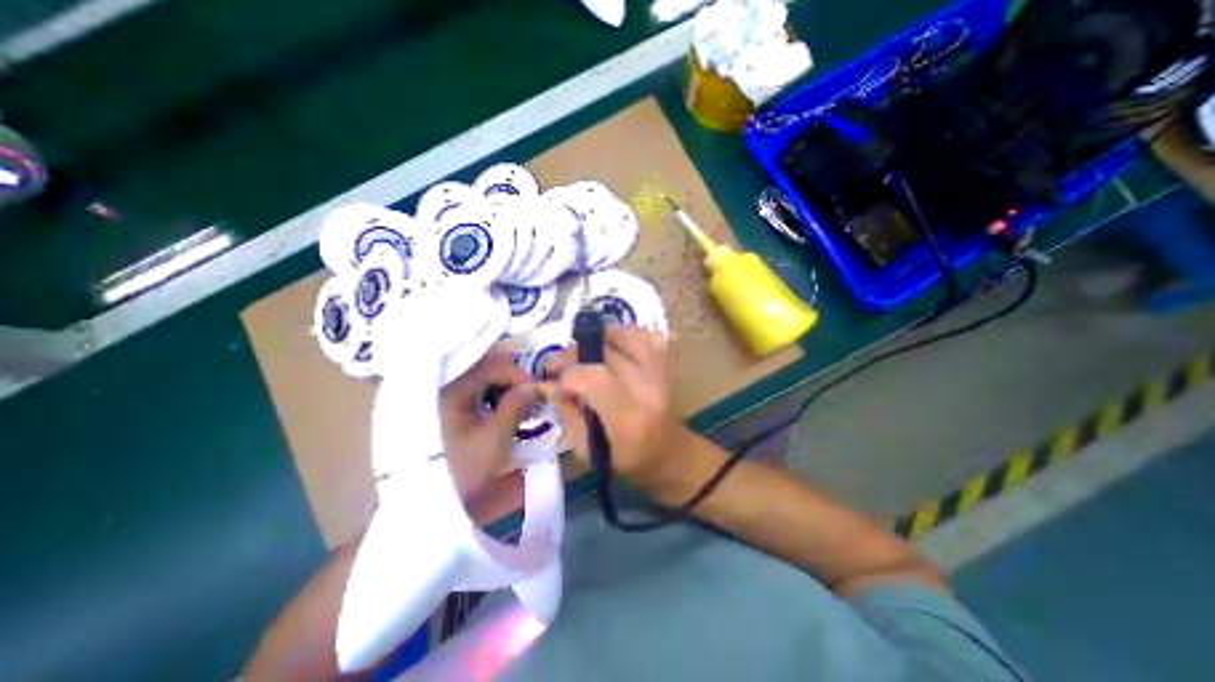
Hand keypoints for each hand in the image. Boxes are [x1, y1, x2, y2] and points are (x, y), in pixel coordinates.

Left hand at [434, 351, 531, 501]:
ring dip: (514, 385)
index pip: (489, 368)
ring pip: (494, 379)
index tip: (536, 387)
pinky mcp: (472, 409)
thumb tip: (537, 384)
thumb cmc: (475, 466)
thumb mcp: (497, 435)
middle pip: (491, 369)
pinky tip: (521, 407)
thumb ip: (516, 404)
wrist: (462, 498)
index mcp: (454, 394)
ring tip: (530, 401)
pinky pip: (494, 391)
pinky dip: (510, 395)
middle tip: (536, 390)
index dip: (515, 373)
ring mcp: (463, 399)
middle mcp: (455, 390)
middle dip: (516, 377)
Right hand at [542, 328, 692, 493]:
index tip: (555, 384)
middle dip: (574, 356)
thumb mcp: (586, 449)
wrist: (670, 454)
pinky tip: (610, 347)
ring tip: (585, 354)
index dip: (567, 376)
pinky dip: (622, 335)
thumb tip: (547, 383)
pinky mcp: (666, 362)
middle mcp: (648, 388)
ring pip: (624, 335)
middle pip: (605, 352)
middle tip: (560, 367)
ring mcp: (661, 371)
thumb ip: (565, 411)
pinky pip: (642, 334)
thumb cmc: (626, 460)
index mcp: (628, 418)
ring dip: (598, 340)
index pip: (592, 378)